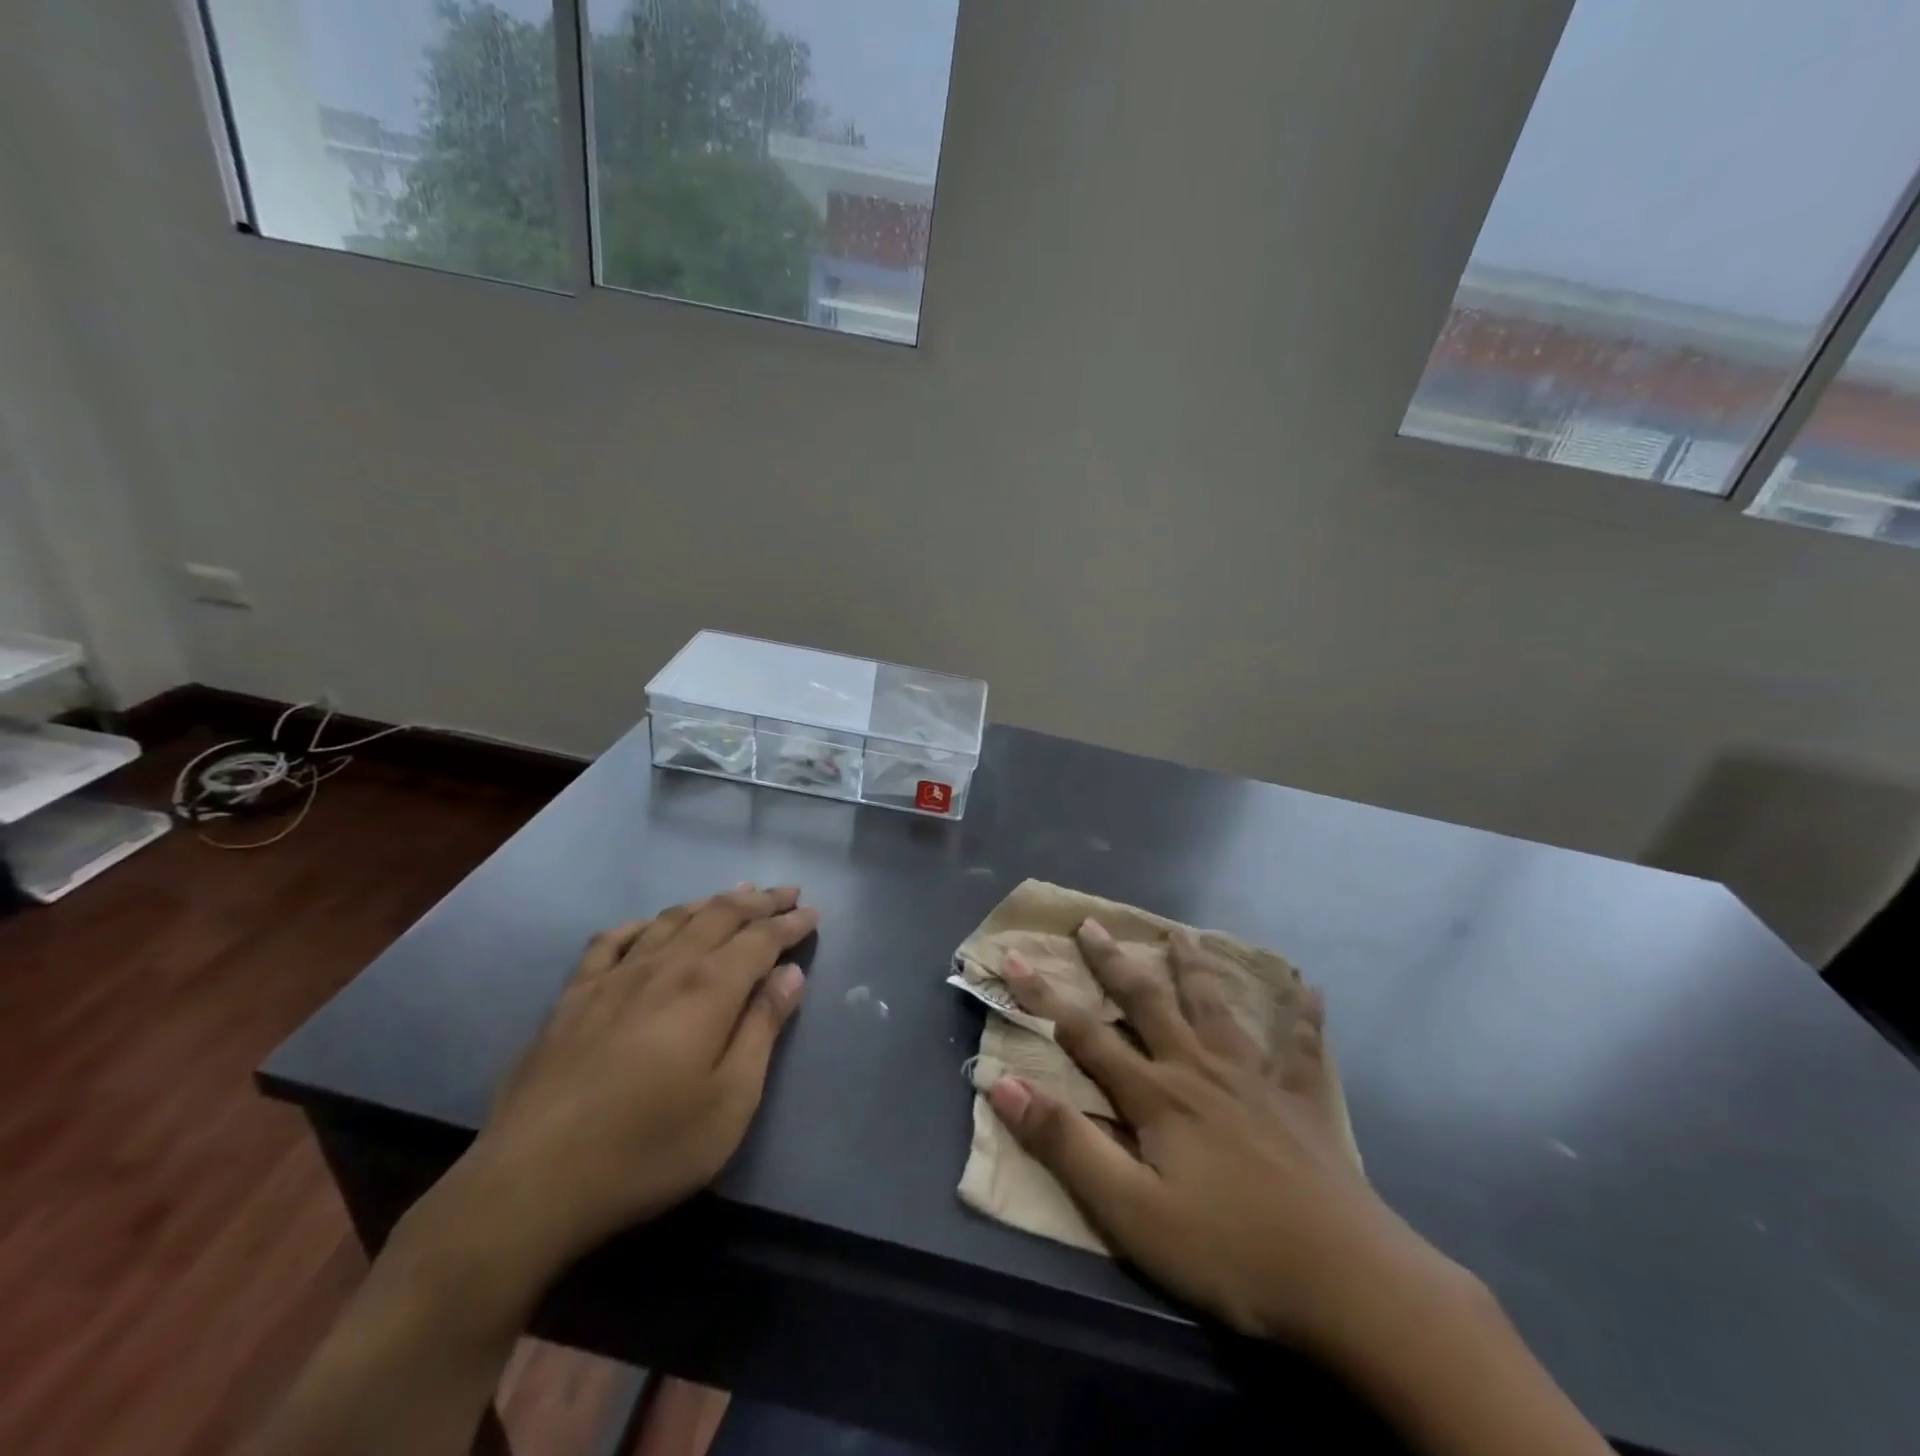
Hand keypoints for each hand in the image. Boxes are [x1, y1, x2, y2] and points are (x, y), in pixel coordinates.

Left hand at [448, 884, 818, 1284]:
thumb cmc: (649, 1148)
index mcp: (708, 988)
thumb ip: (763, 1029)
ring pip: (671, 919)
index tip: (812, 912)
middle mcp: (665, 965)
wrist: (532, 1182)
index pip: (761, 939)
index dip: (790, 923)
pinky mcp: (573, 997)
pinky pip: (612, 941)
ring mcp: (614, 976)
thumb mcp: (730, 1100)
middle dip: (758, 900)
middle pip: (720, 915)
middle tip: (786, 892)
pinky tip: (650, 925)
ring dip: (709, 902)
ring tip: (733, 894)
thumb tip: (791, 974)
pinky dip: (641, 924)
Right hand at [988, 922, 1464, 1357]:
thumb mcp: (1131, 1212)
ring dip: (1194, 969)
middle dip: (1114, 963)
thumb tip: (1003, 1085)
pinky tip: (1309, 990)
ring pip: (1216, 1009)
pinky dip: (1302, 1017)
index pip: (1084, 1034)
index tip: (1013, 957)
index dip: (1043, 996)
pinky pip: (1301, 1048)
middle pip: (1148, 1004)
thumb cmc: (1229, 1250)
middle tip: (1092, 925)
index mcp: (1156, 1095)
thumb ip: (1066, 1144)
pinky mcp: (1301, 1102)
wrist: (1347, 1281)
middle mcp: (1199, 1069)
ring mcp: (1255, 1080)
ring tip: (1181, 934)